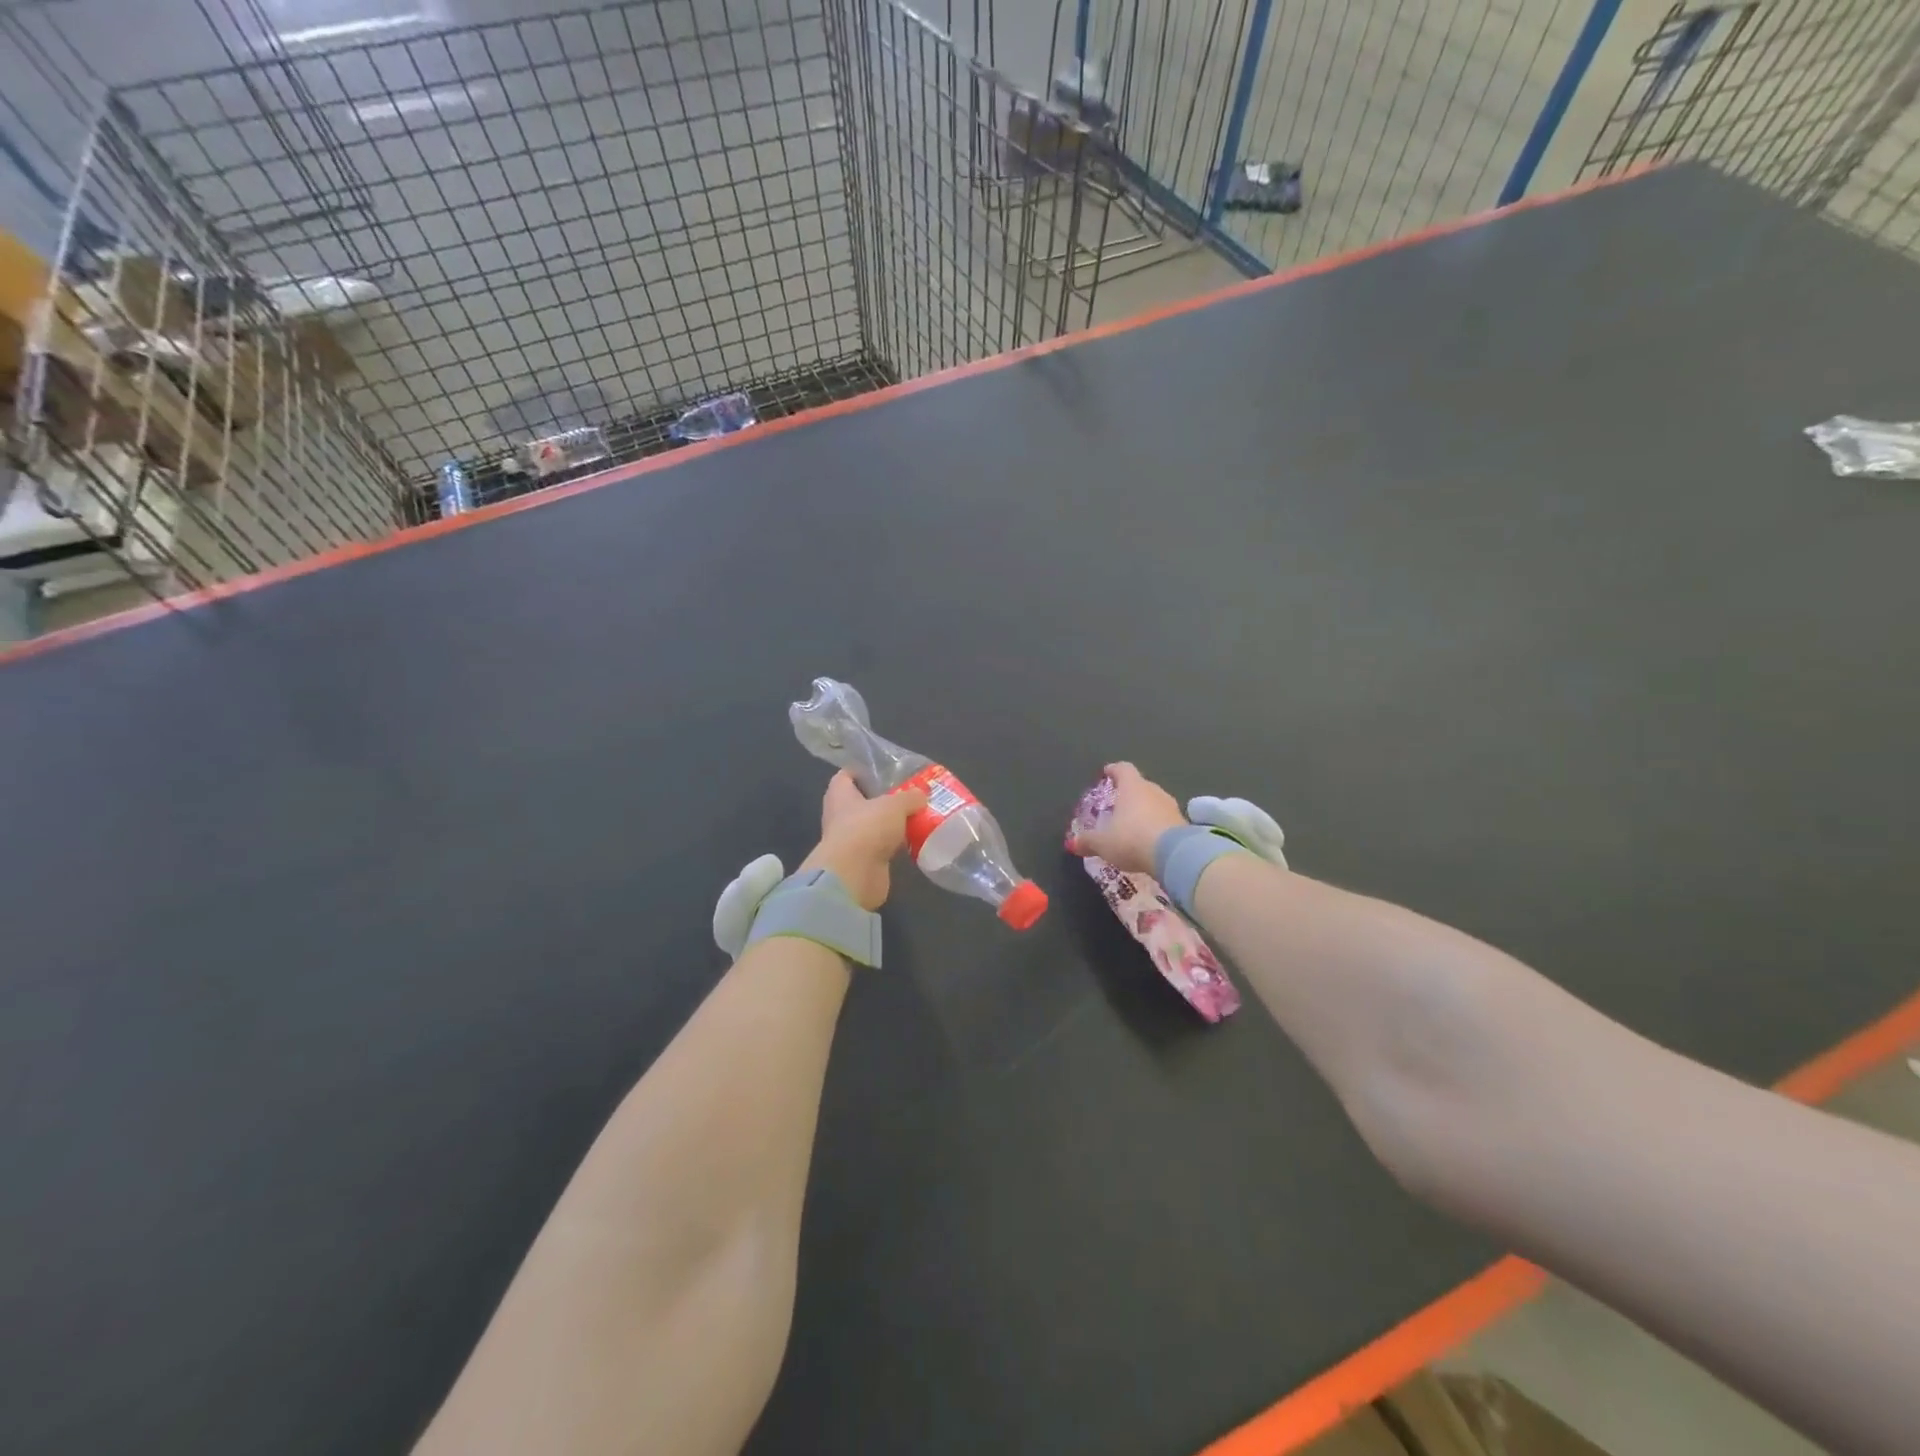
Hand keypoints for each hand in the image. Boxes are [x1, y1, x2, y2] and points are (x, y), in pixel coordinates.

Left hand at [798, 771, 926, 910]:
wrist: (854, 875)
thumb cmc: (867, 828)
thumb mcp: (894, 805)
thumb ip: (909, 797)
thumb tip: (921, 795)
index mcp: (840, 795)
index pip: (846, 776)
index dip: (863, 771)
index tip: (885, 769)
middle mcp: (841, 816)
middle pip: (863, 801)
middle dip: (885, 798)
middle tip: (910, 793)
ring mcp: (851, 840)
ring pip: (875, 826)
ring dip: (893, 823)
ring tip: (919, 815)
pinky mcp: (864, 861)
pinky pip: (882, 846)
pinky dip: (896, 844)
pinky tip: (916, 839)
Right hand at [1067, 761, 1186, 874]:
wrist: (1174, 855)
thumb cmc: (1131, 839)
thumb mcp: (1103, 843)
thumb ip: (1088, 841)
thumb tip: (1072, 843)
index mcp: (1132, 787)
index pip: (1123, 769)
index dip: (1114, 770)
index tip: (1107, 773)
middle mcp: (1153, 791)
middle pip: (1140, 785)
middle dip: (1129, 793)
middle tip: (1117, 804)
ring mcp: (1171, 806)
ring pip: (1154, 802)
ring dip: (1144, 810)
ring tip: (1133, 824)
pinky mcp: (1183, 824)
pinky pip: (1165, 819)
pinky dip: (1156, 825)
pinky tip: (1149, 839)